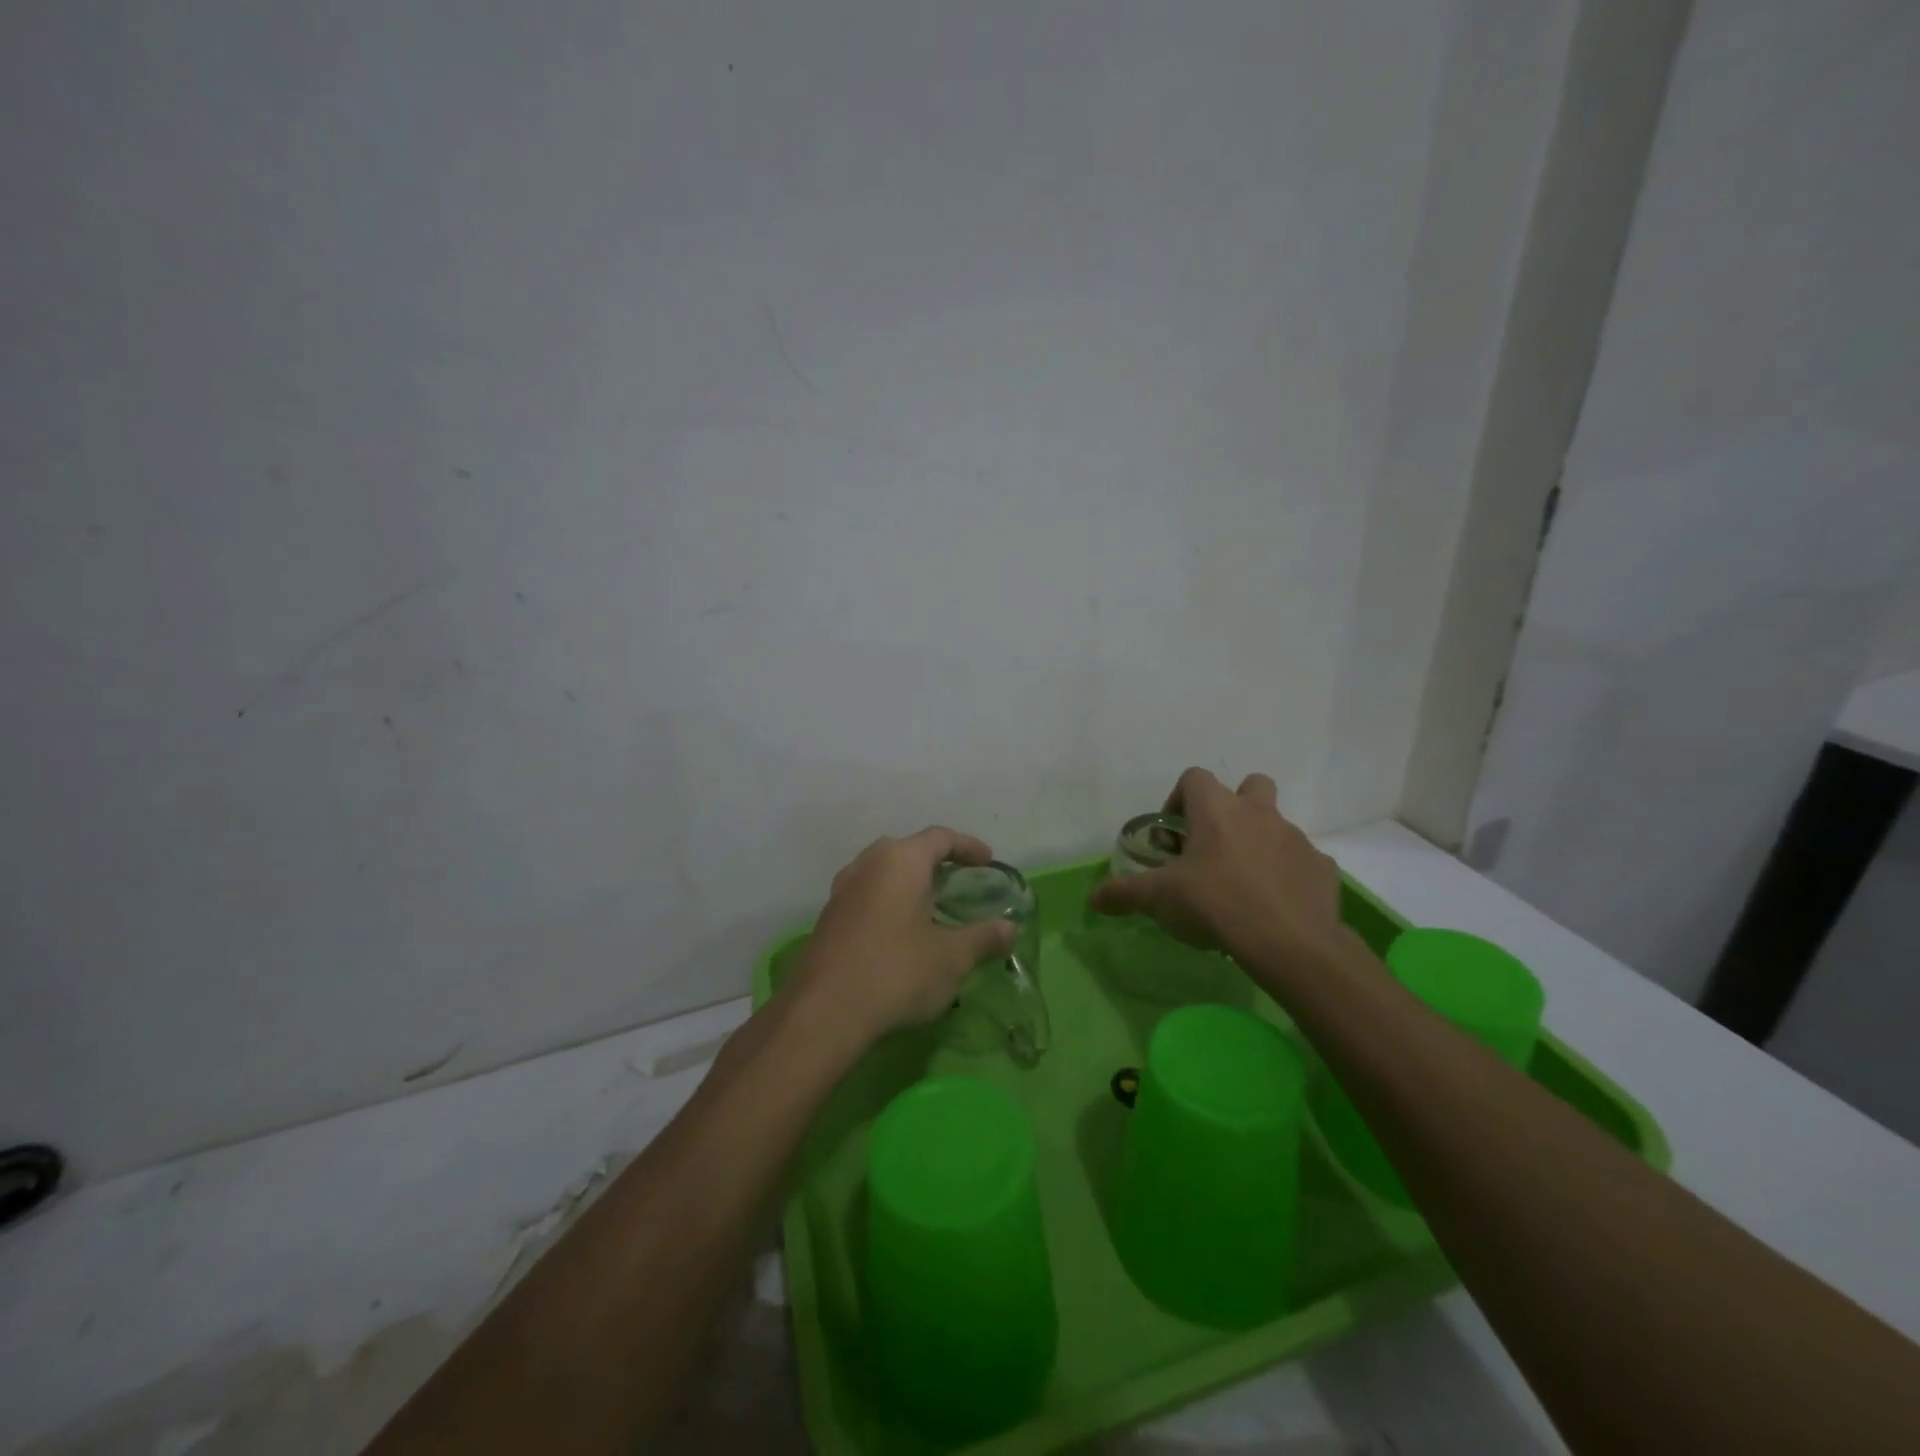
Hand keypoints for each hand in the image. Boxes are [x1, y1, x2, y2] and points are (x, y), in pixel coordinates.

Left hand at [789, 826, 1015, 1045]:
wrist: (824, 1012)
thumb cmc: (896, 972)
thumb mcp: (951, 958)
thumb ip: (983, 938)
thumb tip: (1009, 928)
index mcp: (901, 860)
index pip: (940, 837)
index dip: (968, 846)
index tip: (988, 861)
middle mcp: (868, 864)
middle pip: (907, 850)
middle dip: (935, 862)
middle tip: (957, 883)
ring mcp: (842, 890)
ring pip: (882, 872)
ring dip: (908, 883)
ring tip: (929, 907)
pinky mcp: (828, 917)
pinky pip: (866, 895)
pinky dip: (887, 902)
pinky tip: (898, 934)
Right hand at [1089, 767, 1344, 969]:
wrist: (1289, 943)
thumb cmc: (1215, 905)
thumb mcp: (1159, 900)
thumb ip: (1124, 893)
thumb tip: (1093, 897)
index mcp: (1217, 810)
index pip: (1194, 777)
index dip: (1180, 798)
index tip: (1174, 833)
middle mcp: (1259, 813)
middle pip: (1250, 785)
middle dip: (1234, 806)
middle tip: (1216, 844)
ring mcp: (1296, 839)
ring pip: (1276, 826)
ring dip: (1260, 843)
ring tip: (1243, 883)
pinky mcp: (1321, 868)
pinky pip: (1302, 861)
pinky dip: (1288, 874)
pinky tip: (1275, 904)